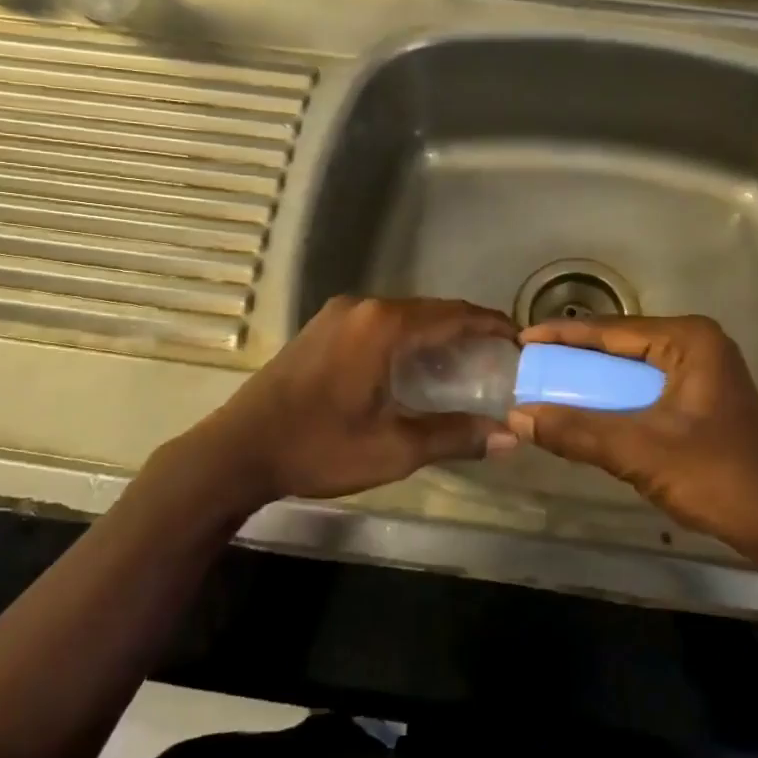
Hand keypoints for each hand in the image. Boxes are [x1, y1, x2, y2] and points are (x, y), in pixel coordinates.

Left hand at [193, 296, 518, 506]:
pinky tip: (412, 366)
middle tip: (496, 357)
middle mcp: (363, 307)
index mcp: (384, 326)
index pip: (454, 315)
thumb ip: (454, 436)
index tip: (520, 339)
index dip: (491, 325)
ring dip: (434, 334)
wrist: (237, 450)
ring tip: (462, 363)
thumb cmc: (318, 447)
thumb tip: (509, 437)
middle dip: (466, 330)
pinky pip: (378, 323)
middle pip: (430, 311)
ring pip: (403, 316)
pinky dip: (405, 337)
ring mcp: (337, 314)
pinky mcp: (321, 327)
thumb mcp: (392, 448)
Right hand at [508, 315, 757, 564]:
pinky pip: (647, 391)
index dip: (563, 334)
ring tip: (549, 386)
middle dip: (576, 357)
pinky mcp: (703, 402)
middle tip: (531, 365)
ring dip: (595, 382)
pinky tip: (588, 413)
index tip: (522, 338)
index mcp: (689, 340)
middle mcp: (697, 346)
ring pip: (633, 371)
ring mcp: (703, 374)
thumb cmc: (717, 477)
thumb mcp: (640, 451)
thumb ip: (579, 432)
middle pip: (622, 346)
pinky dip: (617, 401)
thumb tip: (518, 416)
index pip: (612, 330)